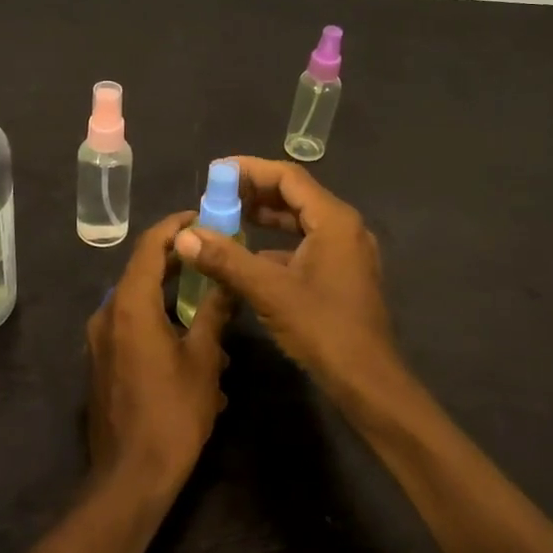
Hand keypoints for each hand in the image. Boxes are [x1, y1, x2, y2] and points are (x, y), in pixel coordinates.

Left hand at [87, 212, 231, 499]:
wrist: (130, 478)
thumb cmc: (172, 414)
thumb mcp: (203, 359)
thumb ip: (214, 312)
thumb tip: (227, 279)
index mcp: (129, 304)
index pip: (150, 245)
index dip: (175, 225)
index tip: (202, 216)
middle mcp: (107, 313)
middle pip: (142, 271)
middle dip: (178, 260)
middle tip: (213, 255)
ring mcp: (100, 339)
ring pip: (139, 301)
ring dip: (172, 298)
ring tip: (211, 309)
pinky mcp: (102, 361)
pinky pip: (132, 326)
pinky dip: (160, 322)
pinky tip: (192, 346)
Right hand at [173, 158, 400, 395]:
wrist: (368, 382)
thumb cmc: (323, 329)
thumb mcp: (269, 291)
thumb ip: (226, 259)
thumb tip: (184, 235)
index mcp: (334, 220)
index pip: (288, 177)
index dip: (250, 170)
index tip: (216, 172)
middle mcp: (344, 228)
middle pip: (294, 195)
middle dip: (254, 193)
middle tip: (215, 196)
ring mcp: (346, 252)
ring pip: (300, 221)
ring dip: (264, 218)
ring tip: (226, 220)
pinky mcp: (342, 274)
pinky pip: (305, 244)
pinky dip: (276, 243)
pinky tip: (249, 257)